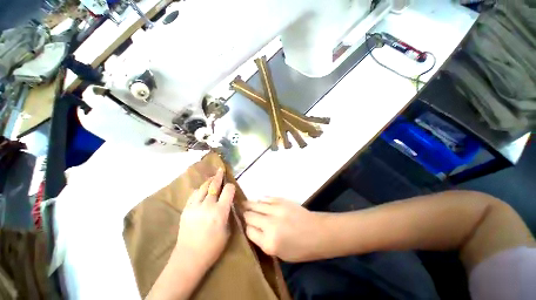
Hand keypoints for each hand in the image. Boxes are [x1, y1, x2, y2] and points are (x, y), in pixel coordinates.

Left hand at [175, 168, 235, 270]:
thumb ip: (228, 214)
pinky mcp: (186, 210)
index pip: (228, 191)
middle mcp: (207, 206)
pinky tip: (202, 189)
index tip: (231, 187)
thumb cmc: (212, 247)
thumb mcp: (227, 231)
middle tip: (220, 170)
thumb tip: (228, 203)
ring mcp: (194, 207)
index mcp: (220, 212)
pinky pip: (193, 195)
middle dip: (219, 177)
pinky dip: (199, 190)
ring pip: (203, 188)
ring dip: (209, 181)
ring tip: (212, 177)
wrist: (189, 258)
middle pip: (214, 185)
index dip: (231, 187)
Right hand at [242, 197, 327, 261]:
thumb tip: (252, 228)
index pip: (249, 231)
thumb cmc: (300, 248)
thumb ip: (263, 241)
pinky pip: (266, 198)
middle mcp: (270, 224)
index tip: (246, 226)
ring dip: (250, 205)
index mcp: (269, 242)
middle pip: (250, 216)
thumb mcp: (279, 253)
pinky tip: (260, 201)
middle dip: (245, 215)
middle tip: (241, 212)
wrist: (318, 232)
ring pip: (256, 204)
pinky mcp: (282, 200)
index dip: (246, 228)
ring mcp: (276, 209)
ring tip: (244, 204)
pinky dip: (261, 200)